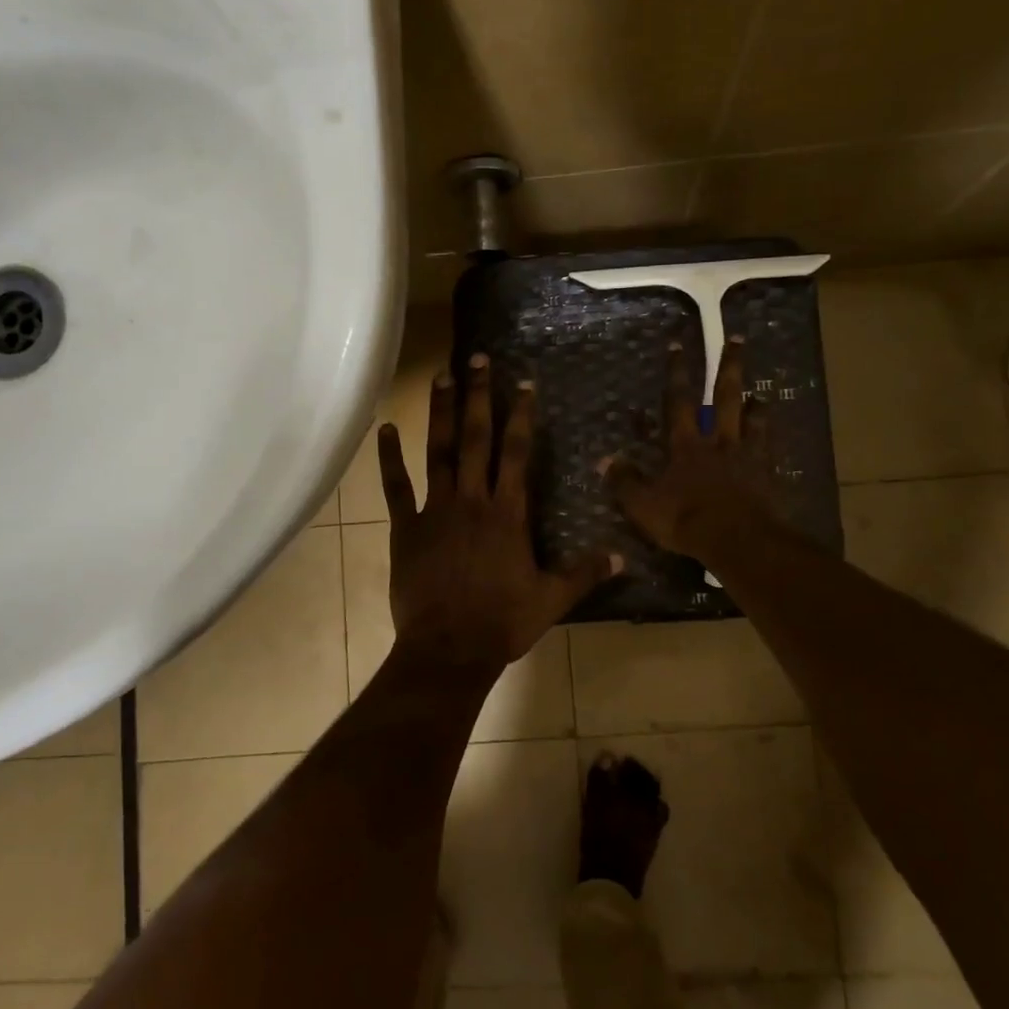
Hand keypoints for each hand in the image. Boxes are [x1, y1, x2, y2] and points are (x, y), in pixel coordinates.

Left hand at [379, 353, 620, 669]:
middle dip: (479, 396)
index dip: (521, 415)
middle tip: (476, 359)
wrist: (449, 649)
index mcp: (507, 514)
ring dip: (440, 413)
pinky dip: (389, 458)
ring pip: (438, 452)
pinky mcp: (406, 528)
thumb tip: (624, 556)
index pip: (516, 453)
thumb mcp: (551, 599)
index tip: (522, 381)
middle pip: (476, 438)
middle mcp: (472, 501)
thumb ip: (585, 572)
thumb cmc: (502, 623)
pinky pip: (396, 487)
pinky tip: (384, 429)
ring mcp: (435, 511)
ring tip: (441, 376)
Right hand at [606, 336, 772, 558]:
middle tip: (736, 340)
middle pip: (724, 397)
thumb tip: (605, 460)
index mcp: (686, 446)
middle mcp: (718, 442)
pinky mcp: (766, 475)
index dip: (676, 373)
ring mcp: (746, 457)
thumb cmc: (686, 520)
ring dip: (755, 403)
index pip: (678, 402)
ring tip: (760, 392)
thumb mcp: (643, 505)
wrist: (738, 540)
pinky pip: (769, 448)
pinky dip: (770, 437)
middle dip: (728, 367)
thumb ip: (625, 481)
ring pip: (752, 420)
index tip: (678, 346)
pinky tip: (772, 434)